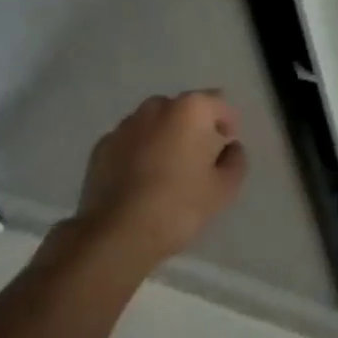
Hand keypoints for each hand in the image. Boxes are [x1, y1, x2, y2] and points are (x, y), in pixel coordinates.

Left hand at [75, 91, 247, 266]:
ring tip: (165, 172)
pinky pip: (130, 142)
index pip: (219, 103)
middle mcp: (157, 106)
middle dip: (193, 129)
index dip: (227, 124)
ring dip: (163, 138)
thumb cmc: (179, 206)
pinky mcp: (101, 147)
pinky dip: (138, 153)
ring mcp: (125, 125)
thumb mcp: (224, 189)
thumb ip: (235, 161)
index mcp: (191, 109)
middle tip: (197, 161)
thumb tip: (230, 148)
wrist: (116, 235)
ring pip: (154, 124)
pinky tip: (139, 182)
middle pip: (184, 111)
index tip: (227, 148)